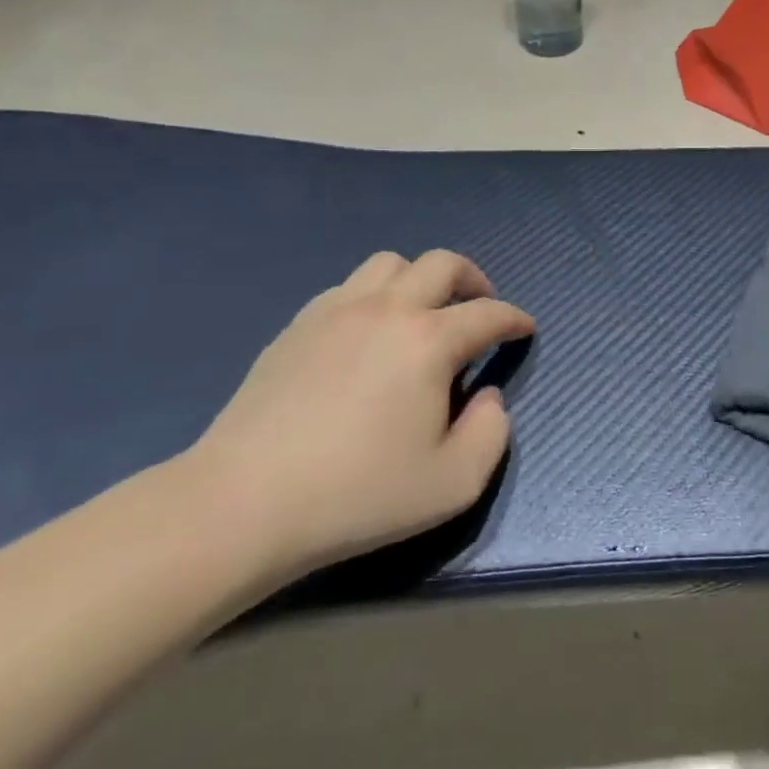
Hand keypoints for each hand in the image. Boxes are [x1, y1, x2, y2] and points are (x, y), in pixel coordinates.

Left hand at [183, 249, 533, 582]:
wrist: (243, 504)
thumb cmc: (359, 495)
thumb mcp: (454, 483)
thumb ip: (492, 433)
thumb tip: (487, 396)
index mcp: (430, 341)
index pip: (489, 313)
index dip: (515, 318)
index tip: (524, 329)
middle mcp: (388, 310)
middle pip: (442, 263)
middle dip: (474, 279)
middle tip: (481, 306)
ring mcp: (336, 311)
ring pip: (391, 264)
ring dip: (420, 279)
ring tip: (424, 313)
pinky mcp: (297, 326)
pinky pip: (348, 287)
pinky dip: (374, 296)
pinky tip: (369, 333)